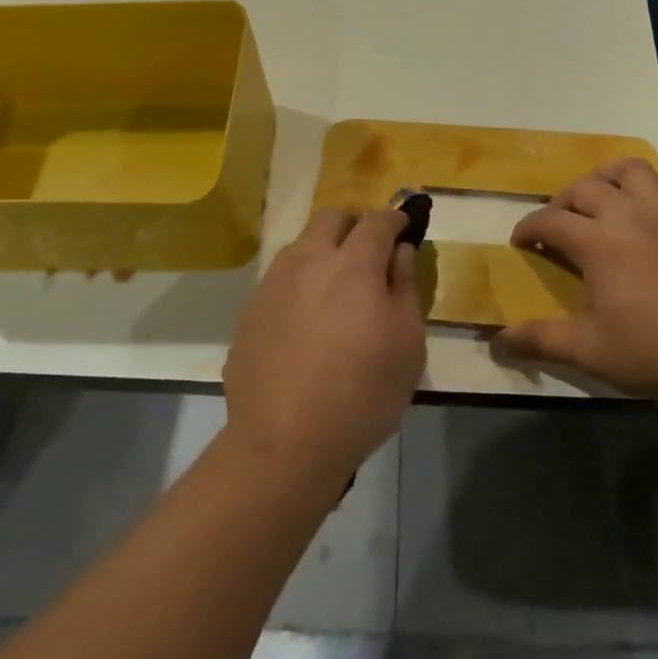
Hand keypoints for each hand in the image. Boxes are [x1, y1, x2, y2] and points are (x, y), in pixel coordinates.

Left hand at [223, 206, 424, 488]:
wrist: (284, 441)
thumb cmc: (362, 393)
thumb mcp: (407, 343)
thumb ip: (404, 286)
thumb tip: (398, 251)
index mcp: (353, 264)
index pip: (377, 221)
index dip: (395, 218)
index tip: (404, 226)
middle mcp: (309, 260)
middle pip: (332, 217)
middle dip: (355, 223)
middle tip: (371, 249)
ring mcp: (273, 282)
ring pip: (301, 244)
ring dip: (324, 248)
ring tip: (337, 284)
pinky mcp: (250, 309)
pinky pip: (281, 277)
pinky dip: (301, 280)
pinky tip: (307, 317)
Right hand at [497, 159, 657, 403]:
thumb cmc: (651, 352)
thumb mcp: (587, 350)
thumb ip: (539, 339)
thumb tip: (497, 341)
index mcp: (599, 242)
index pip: (550, 220)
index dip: (528, 228)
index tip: (521, 243)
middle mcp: (628, 216)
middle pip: (582, 187)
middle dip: (559, 202)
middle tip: (555, 227)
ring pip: (627, 170)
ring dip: (603, 178)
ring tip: (596, 200)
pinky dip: (643, 184)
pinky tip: (638, 205)